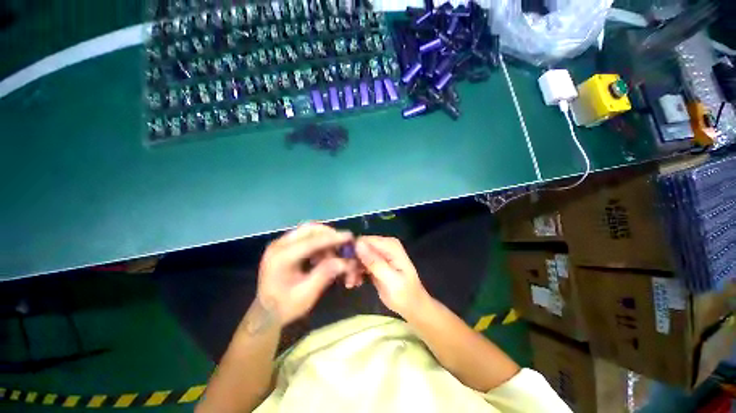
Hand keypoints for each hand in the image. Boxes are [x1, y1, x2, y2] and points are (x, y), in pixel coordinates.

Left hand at [257, 223, 352, 325]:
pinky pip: (306, 236)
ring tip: (334, 253)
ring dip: (325, 238)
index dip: (333, 238)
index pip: (311, 242)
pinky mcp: (285, 245)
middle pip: (309, 229)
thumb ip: (325, 274)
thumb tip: (345, 261)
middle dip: (329, 234)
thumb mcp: (306, 295)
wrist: (265, 313)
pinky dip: (319, 242)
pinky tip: (324, 255)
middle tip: (343, 243)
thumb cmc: (284, 307)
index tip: (350, 237)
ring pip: (309, 231)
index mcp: (281, 258)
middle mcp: (279, 245)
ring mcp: (281, 243)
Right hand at [355, 236, 429, 318]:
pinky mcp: (375, 263)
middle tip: (348, 279)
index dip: (353, 251)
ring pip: (358, 256)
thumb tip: (358, 244)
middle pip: (360, 248)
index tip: (345, 267)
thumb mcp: (390, 279)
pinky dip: (356, 272)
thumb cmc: (404, 294)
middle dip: (352, 262)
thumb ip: (374, 261)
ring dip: (353, 269)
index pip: (364, 240)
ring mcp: (380, 254)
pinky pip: (360, 263)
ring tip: (351, 283)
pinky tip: (355, 283)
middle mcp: (384, 246)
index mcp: (390, 245)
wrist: (412, 307)